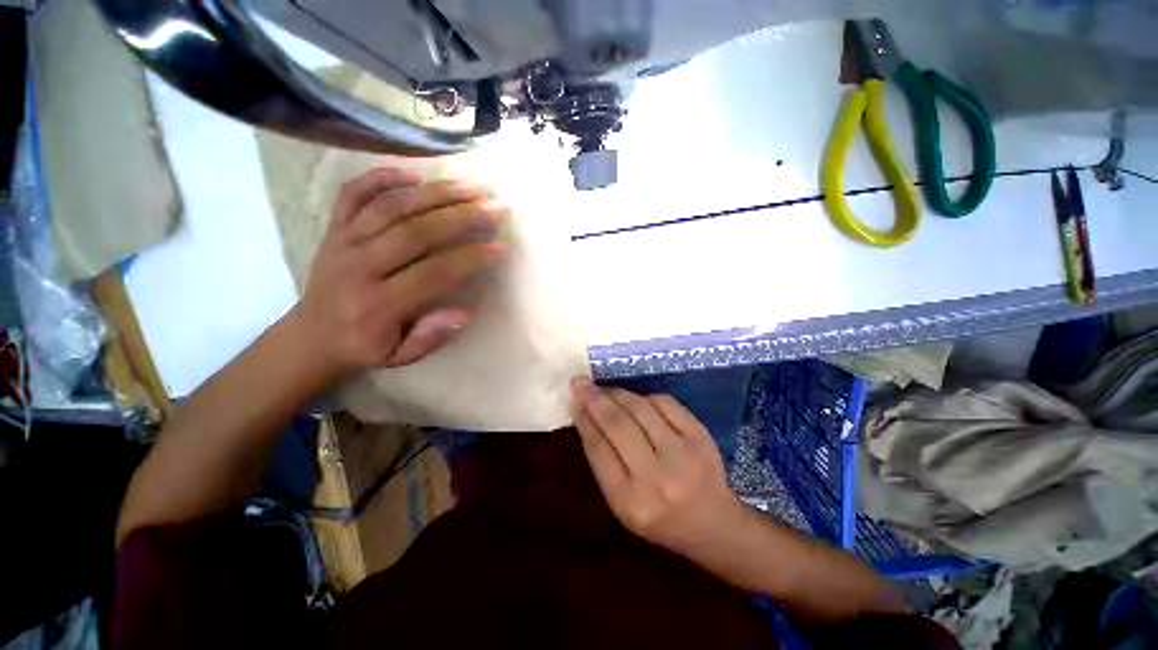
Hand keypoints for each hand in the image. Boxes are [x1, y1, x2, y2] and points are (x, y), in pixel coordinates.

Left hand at [293, 167, 508, 377]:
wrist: (312, 335)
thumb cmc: (365, 346)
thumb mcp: (400, 357)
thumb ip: (431, 337)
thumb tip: (464, 313)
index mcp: (378, 305)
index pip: (434, 273)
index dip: (471, 258)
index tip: (501, 247)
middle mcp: (358, 267)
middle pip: (415, 231)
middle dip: (462, 217)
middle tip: (494, 207)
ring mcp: (342, 242)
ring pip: (391, 207)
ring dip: (435, 193)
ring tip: (470, 186)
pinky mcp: (333, 228)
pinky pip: (354, 193)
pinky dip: (383, 178)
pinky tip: (415, 174)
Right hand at [571, 378, 744, 557]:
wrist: (714, 524)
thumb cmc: (659, 518)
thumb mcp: (622, 503)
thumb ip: (603, 462)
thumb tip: (586, 416)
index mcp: (631, 501)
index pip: (599, 449)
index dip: (584, 420)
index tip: (574, 401)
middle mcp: (657, 476)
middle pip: (618, 425)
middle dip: (595, 399)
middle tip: (580, 383)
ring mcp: (682, 453)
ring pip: (641, 409)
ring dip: (618, 394)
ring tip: (605, 390)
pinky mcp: (700, 436)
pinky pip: (665, 403)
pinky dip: (645, 397)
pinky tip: (636, 399)